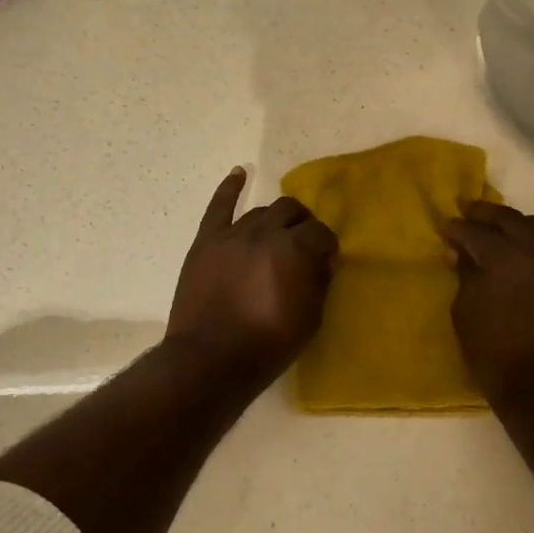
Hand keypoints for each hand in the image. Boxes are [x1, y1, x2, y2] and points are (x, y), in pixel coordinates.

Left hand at [166, 168, 337, 380]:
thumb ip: (319, 282)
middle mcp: (265, 232)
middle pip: (291, 211)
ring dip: (274, 219)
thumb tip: (323, 260)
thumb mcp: (310, 320)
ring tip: (277, 235)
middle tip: (303, 244)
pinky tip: (239, 173)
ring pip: (260, 211)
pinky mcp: (206, 241)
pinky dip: (230, 188)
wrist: (210, 359)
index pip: (320, 232)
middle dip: (303, 224)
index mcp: (295, 249)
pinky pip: (219, 207)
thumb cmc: (267, 345)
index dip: (326, 246)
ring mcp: (232, 234)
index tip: (326, 261)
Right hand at [446, 201, 533, 408]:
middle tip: (469, 215)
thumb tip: (460, 252)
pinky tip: (520, 255)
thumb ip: (464, 275)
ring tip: (500, 232)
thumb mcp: (465, 312)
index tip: (447, 229)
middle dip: (486, 215)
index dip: (458, 229)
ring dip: (516, 224)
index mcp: (504, 257)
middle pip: (510, 218)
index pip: (475, 232)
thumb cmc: (494, 351)